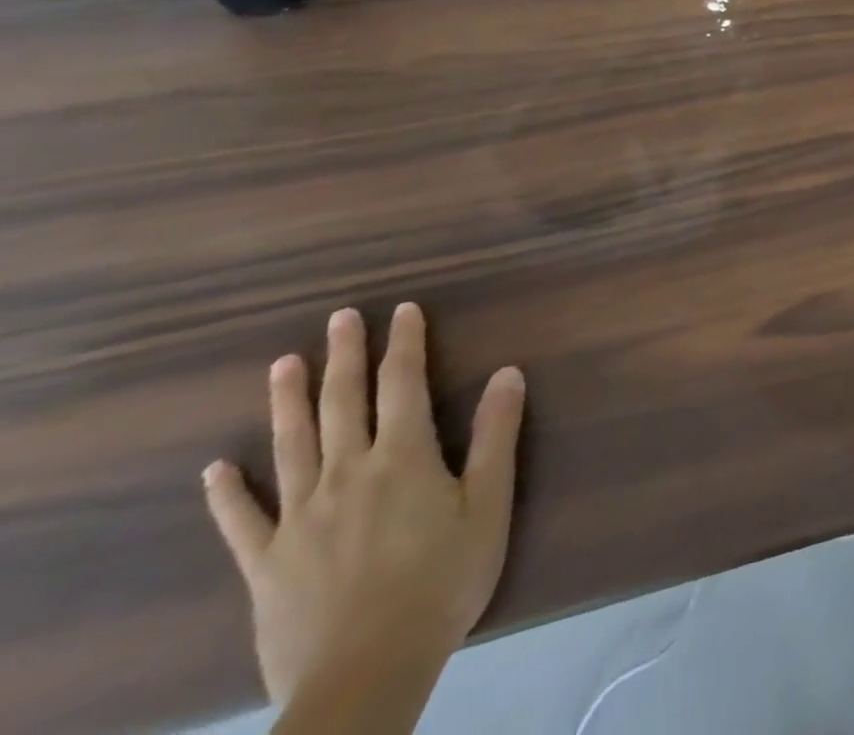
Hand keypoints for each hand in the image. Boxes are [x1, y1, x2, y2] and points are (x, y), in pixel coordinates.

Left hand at [203, 304, 525, 706]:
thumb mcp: (488, 504)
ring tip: (283, 364)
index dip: (405, 343)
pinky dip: (227, 492)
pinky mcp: (266, 563)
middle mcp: (347, 473)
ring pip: (291, 445)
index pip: (404, 383)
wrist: (366, 674)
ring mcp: (300, 517)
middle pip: (343, 402)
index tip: (402, 310)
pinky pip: (242, 520)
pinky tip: (216, 468)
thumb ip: (496, 435)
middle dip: (344, 356)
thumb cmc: (442, 580)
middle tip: (339, 317)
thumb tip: (507, 372)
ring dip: (287, 401)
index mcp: (403, 457)